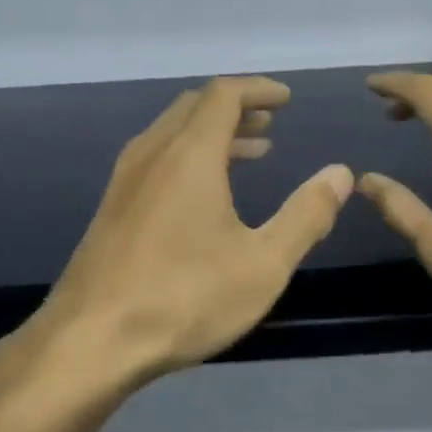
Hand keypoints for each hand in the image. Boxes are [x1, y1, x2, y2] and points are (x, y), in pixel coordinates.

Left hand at [36, 76, 353, 381]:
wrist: (91, 342)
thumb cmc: (184, 298)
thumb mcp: (262, 264)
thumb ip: (305, 215)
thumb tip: (340, 174)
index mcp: (189, 155)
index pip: (224, 95)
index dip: (259, 90)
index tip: (286, 99)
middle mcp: (152, 154)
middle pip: (194, 107)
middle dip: (236, 108)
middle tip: (271, 123)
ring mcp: (124, 181)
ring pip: (171, 133)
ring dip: (212, 133)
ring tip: (251, 153)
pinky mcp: (112, 209)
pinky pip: (156, 159)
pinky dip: (189, 157)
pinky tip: (205, 195)